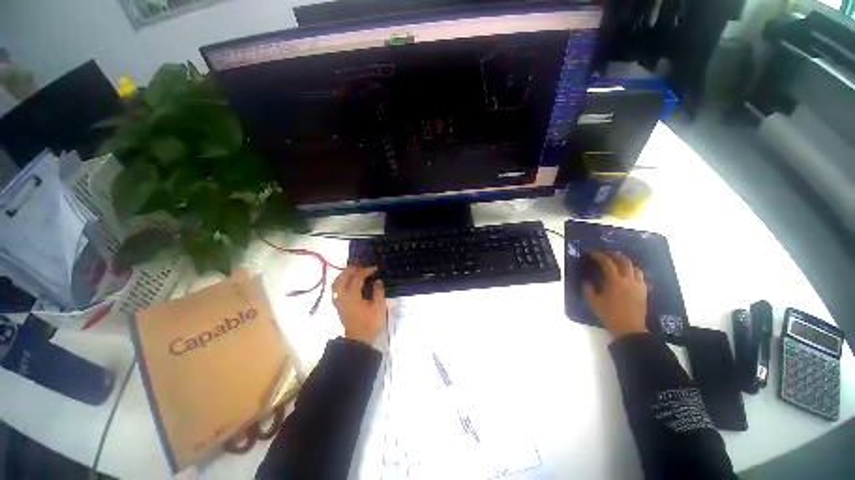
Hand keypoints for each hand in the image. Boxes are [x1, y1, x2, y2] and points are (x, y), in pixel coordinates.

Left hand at [331, 266, 386, 344]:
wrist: (358, 340)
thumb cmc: (370, 323)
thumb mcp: (379, 307)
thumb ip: (378, 291)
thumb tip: (378, 281)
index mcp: (352, 294)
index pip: (358, 277)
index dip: (367, 270)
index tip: (376, 268)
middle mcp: (342, 295)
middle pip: (343, 277)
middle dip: (353, 269)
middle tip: (363, 267)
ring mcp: (338, 301)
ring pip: (337, 283)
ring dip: (345, 275)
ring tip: (354, 273)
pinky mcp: (338, 306)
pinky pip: (336, 290)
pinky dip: (341, 283)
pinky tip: (348, 284)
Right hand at [582, 251, 647, 336]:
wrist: (630, 330)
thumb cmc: (610, 315)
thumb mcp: (593, 302)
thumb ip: (588, 290)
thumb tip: (587, 281)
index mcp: (615, 282)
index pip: (608, 263)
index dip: (600, 256)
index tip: (592, 254)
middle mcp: (629, 280)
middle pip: (624, 262)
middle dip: (614, 255)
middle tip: (606, 254)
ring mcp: (638, 286)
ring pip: (635, 268)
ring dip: (626, 263)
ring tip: (618, 263)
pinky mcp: (644, 292)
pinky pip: (641, 277)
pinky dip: (634, 272)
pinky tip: (629, 275)